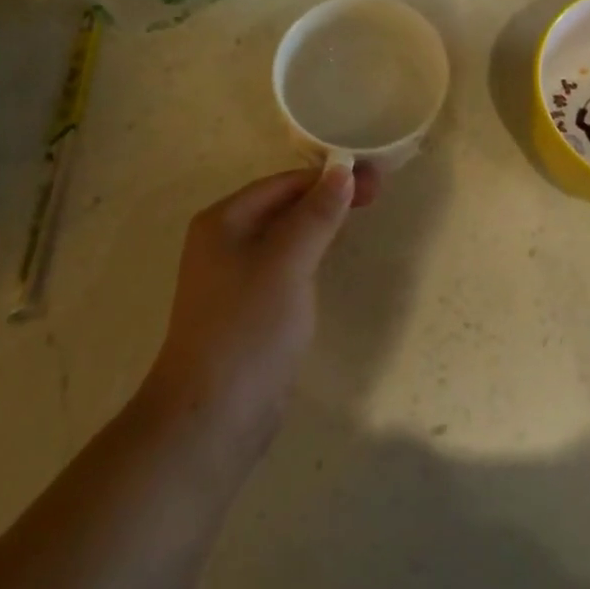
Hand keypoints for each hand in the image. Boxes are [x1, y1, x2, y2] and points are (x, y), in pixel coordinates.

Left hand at [141, 164, 377, 450]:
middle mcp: (223, 241)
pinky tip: (333, 256)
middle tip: (377, 195)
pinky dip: (311, 253)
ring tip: (361, 216)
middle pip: (283, 206)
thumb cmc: (248, 328)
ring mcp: (233, 277)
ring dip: (321, 223)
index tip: (373, 178)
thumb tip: (342, 171)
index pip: (283, 183)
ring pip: (285, 236)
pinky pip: (285, 265)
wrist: (211, 417)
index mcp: (223, 221)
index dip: (329, 177)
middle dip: (328, 197)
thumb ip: (316, 215)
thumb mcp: (287, 263)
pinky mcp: (248, 308)